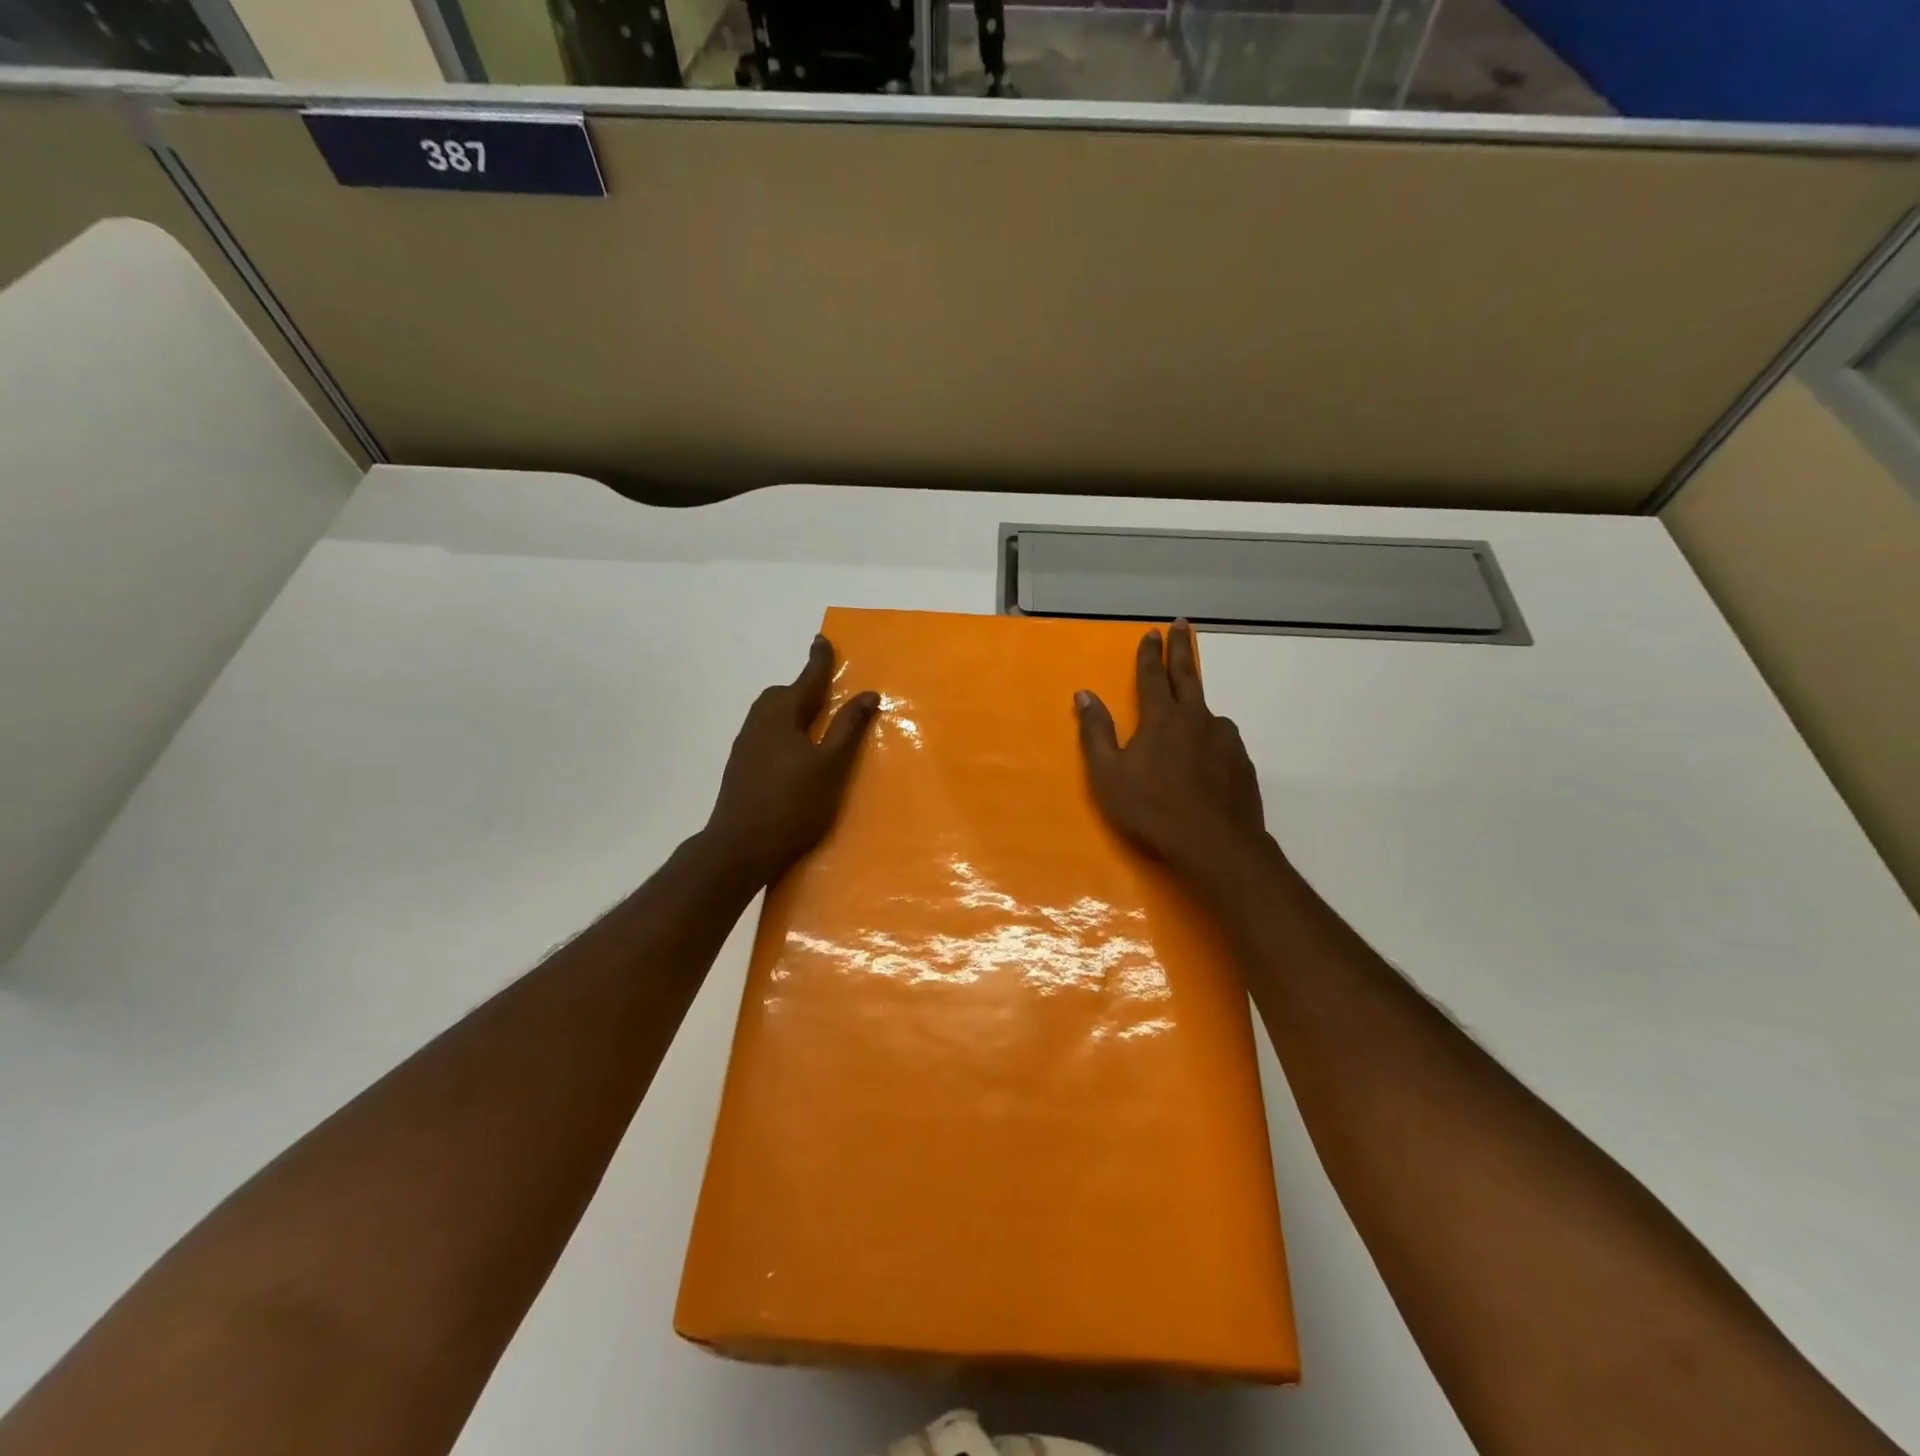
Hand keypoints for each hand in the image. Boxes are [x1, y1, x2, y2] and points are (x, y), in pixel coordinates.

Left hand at [703, 635, 880, 888]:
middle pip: (781, 695)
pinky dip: (781, 729)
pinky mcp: (740, 767)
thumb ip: (848, 728)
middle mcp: (759, 724)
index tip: (822, 640)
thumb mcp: (830, 766)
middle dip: (802, 688)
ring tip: (812, 722)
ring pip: (769, 714)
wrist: (739, 847)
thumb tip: (867, 694)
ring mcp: (745, 746)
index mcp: (782, 716)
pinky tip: (792, 753)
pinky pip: (764, 732)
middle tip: (824, 693)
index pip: (805, 680)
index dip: (818, 661)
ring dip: (790, 709)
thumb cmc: (792, 805)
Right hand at [1075, 621, 1272, 882]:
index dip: (1150, 653)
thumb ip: (1096, 732)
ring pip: (1208, 713)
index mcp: (1162, 719)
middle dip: (1182, 649)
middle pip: (1188, 676)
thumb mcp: (1108, 775)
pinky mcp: (1242, 762)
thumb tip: (1084, 695)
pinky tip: (1207, 757)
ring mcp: (1224, 739)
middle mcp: (1197, 719)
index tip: (1152, 632)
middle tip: (1183, 625)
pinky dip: (1211, 739)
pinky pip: (1222, 741)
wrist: (1215, 844)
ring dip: (1197, 704)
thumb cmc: (1152, 809)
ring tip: (1190, 714)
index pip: (1153, 676)